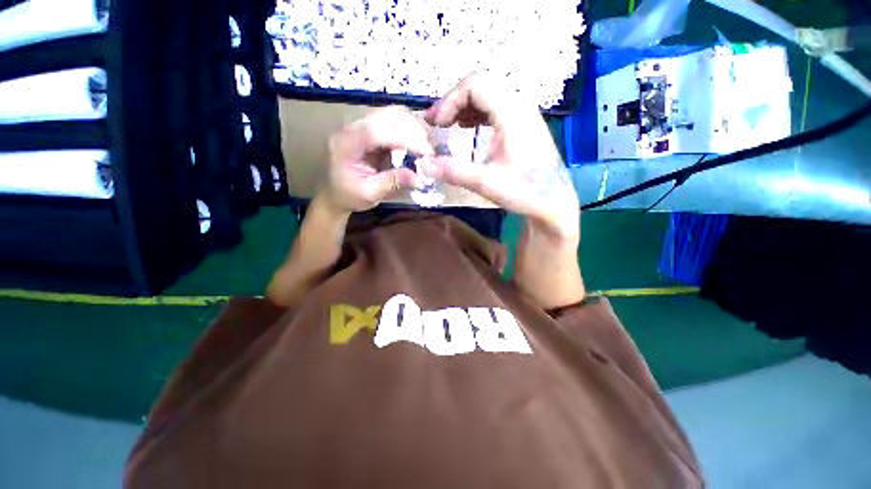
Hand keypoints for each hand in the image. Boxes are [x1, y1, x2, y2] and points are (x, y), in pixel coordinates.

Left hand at [321, 106, 433, 214]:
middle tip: (431, 150)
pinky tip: (419, 140)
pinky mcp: (371, 127)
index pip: (377, 131)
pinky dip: (410, 127)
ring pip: (392, 113)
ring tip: (427, 144)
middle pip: (386, 115)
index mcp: (346, 144)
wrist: (335, 193)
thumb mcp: (369, 194)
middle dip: (414, 129)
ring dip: (414, 125)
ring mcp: (362, 124)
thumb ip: (393, 183)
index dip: (405, 138)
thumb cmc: (348, 196)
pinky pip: (394, 119)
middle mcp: (352, 127)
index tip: (426, 153)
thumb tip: (421, 178)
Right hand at [421, 74, 578, 239]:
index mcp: (512, 112)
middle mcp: (519, 105)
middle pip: (480, 86)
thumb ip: (453, 171)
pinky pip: (495, 108)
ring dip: (463, 107)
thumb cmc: (525, 191)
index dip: (449, 100)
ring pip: (488, 96)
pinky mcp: (523, 124)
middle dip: (453, 102)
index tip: (435, 124)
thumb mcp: (486, 183)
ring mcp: (523, 113)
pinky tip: (468, 129)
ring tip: (447, 126)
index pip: (475, 84)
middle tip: (436, 124)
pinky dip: (476, 114)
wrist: (553, 202)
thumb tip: (422, 164)